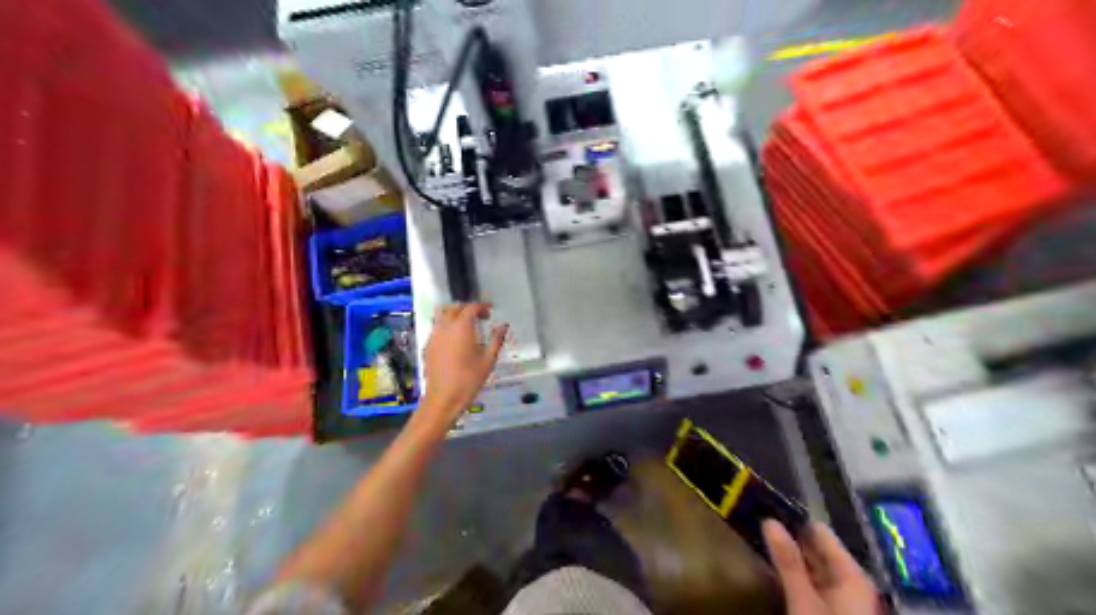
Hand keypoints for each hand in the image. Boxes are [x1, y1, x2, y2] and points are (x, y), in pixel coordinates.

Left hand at [420, 303, 508, 427]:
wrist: (443, 398)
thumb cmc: (469, 379)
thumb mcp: (488, 360)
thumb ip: (496, 340)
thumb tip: (503, 326)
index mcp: (461, 327)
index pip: (471, 308)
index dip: (481, 306)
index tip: (490, 310)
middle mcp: (445, 327)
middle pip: (454, 307)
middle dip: (468, 308)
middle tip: (481, 317)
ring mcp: (434, 335)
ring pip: (442, 315)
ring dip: (455, 314)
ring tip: (467, 324)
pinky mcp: (428, 345)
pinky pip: (437, 327)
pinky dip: (446, 325)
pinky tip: (455, 338)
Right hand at [765, 521, 878, 614]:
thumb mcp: (803, 599)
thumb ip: (788, 561)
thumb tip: (769, 521)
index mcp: (853, 574)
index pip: (820, 532)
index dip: (794, 520)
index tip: (767, 511)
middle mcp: (853, 582)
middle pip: (818, 551)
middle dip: (791, 540)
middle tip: (760, 527)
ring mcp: (846, 599)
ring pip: (814, 569)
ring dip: (792, 560)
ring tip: (763, 546)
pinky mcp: (836, 611)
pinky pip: (813, 585)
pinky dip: (797, 578)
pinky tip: (777, 574)